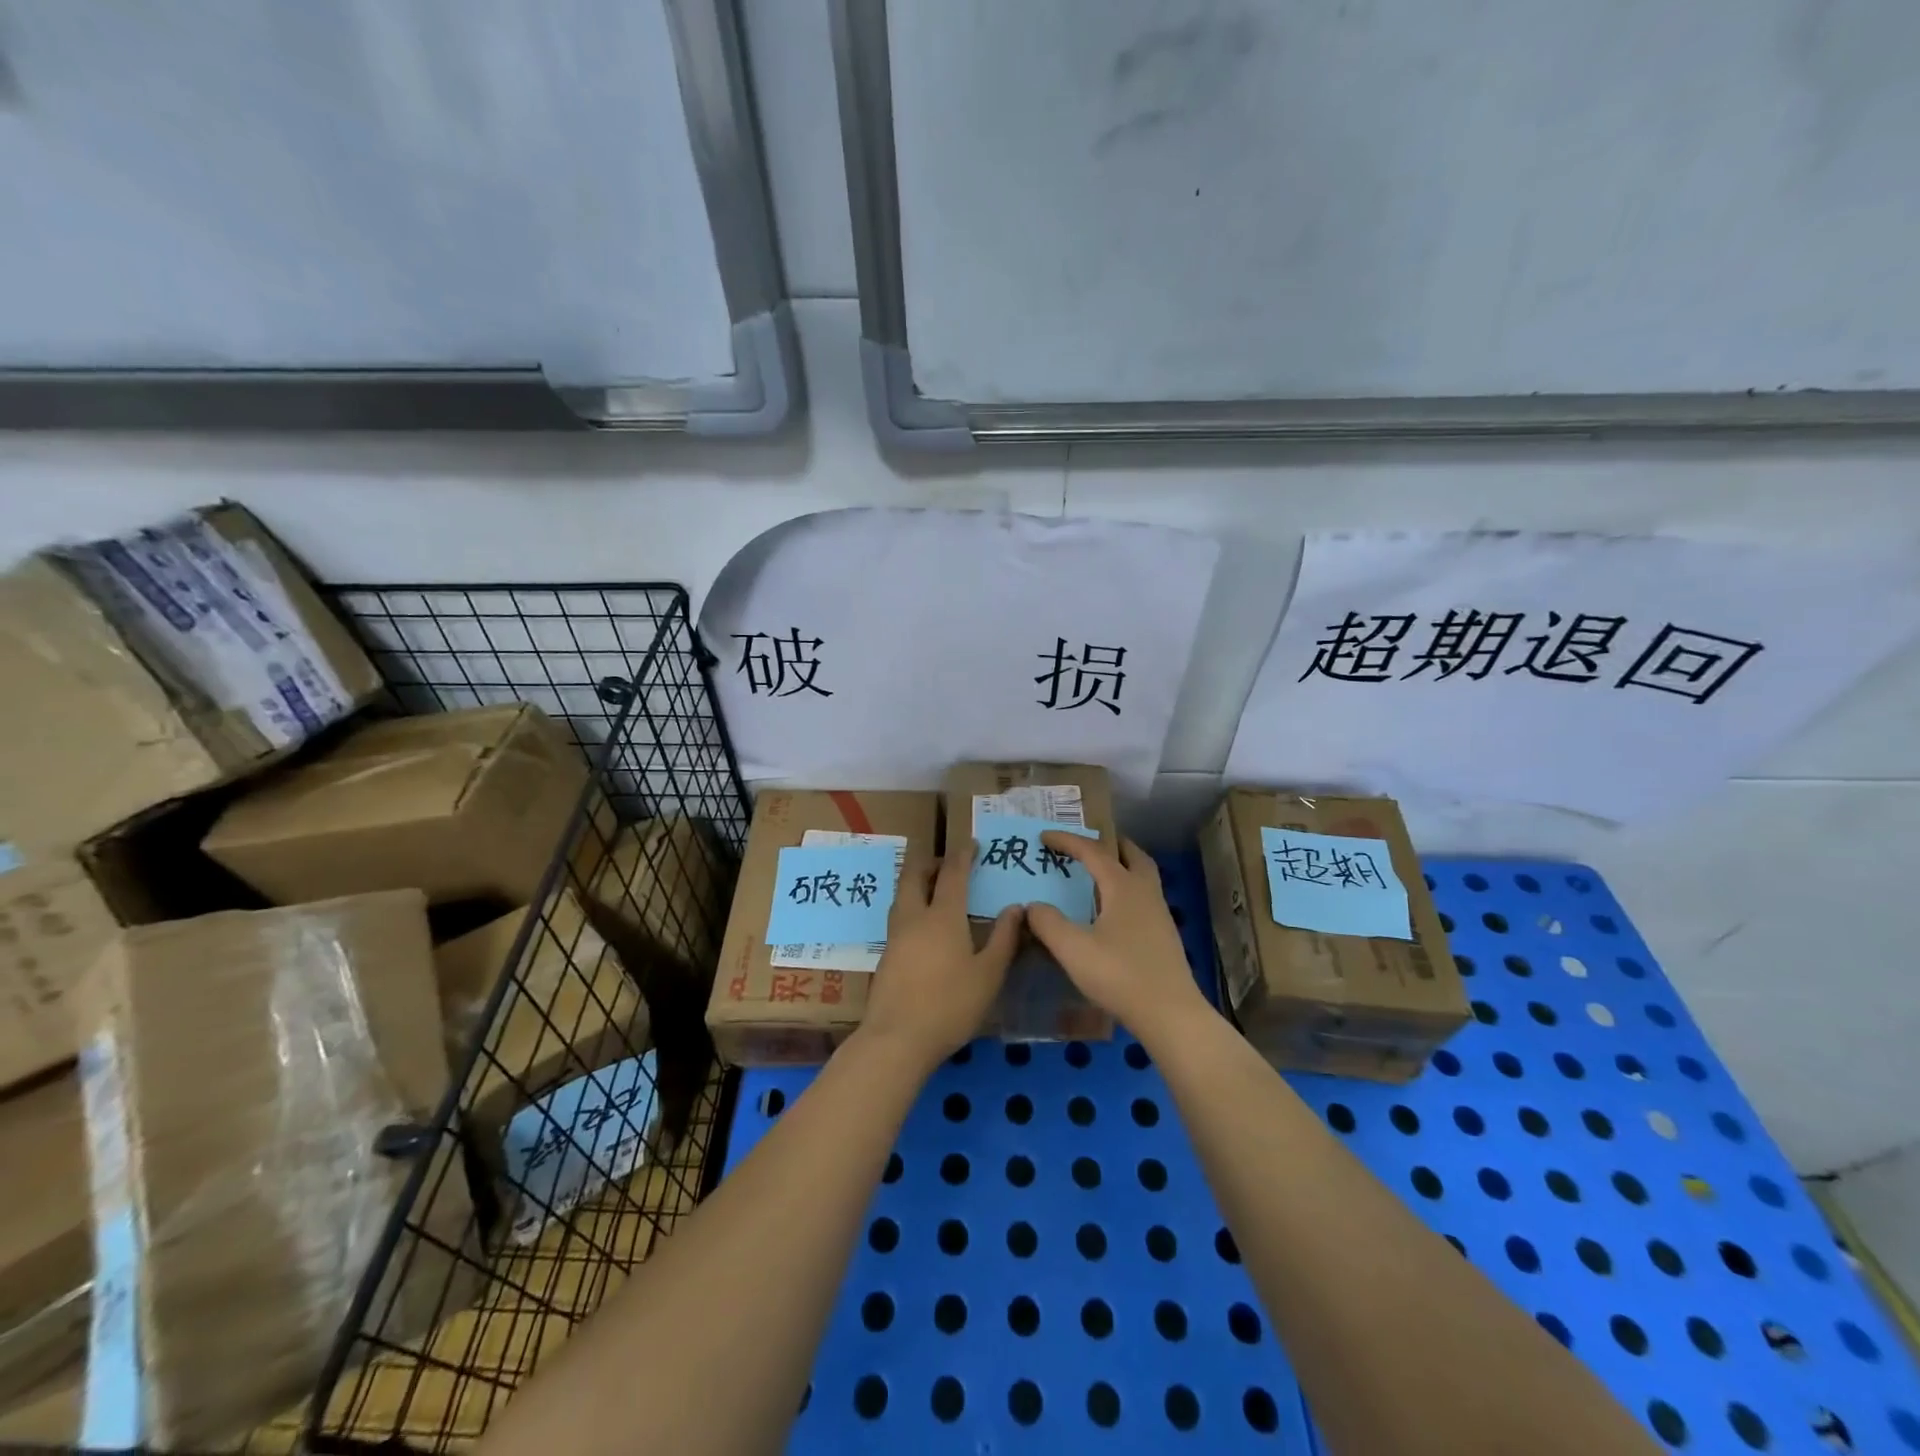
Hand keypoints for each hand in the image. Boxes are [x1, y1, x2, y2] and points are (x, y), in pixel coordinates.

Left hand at [859, 839, 1021, 1069]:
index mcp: (942, 915)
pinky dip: (911, 906)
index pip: (952, 873)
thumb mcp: (988, 974)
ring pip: (901, 894)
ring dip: (916, 882)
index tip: (971, 845)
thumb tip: (1015, 908)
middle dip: (929, 861)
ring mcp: (895, 936)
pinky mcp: (885, 955)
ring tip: (933, 888)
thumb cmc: (950, 1005)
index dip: (962, 855)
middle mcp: (914, 917)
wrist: (897, 1039)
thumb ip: (1003, 939)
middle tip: (946, 863)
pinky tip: (922, 926)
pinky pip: (898, 916)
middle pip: (913, 874)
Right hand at [1026, 832, 1210, 1036]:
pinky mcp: (1163, 935)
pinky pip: (1143, 896)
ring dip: (1120, 866)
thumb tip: (1033, 906)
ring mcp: (1159, 914)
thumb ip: (1048, 923)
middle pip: (1131, 854)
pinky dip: (1125, 890)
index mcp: (1123, 887)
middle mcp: (1145, 892)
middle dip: (1107, 844)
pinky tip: (1111, 911)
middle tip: (1086, 845)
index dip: (1067, 841)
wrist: (1170, 1014)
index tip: (1043, 836)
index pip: (1093, 851)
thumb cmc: (1120, 975)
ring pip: (1141, 875)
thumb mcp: (1074, 950)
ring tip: (1097, 874)